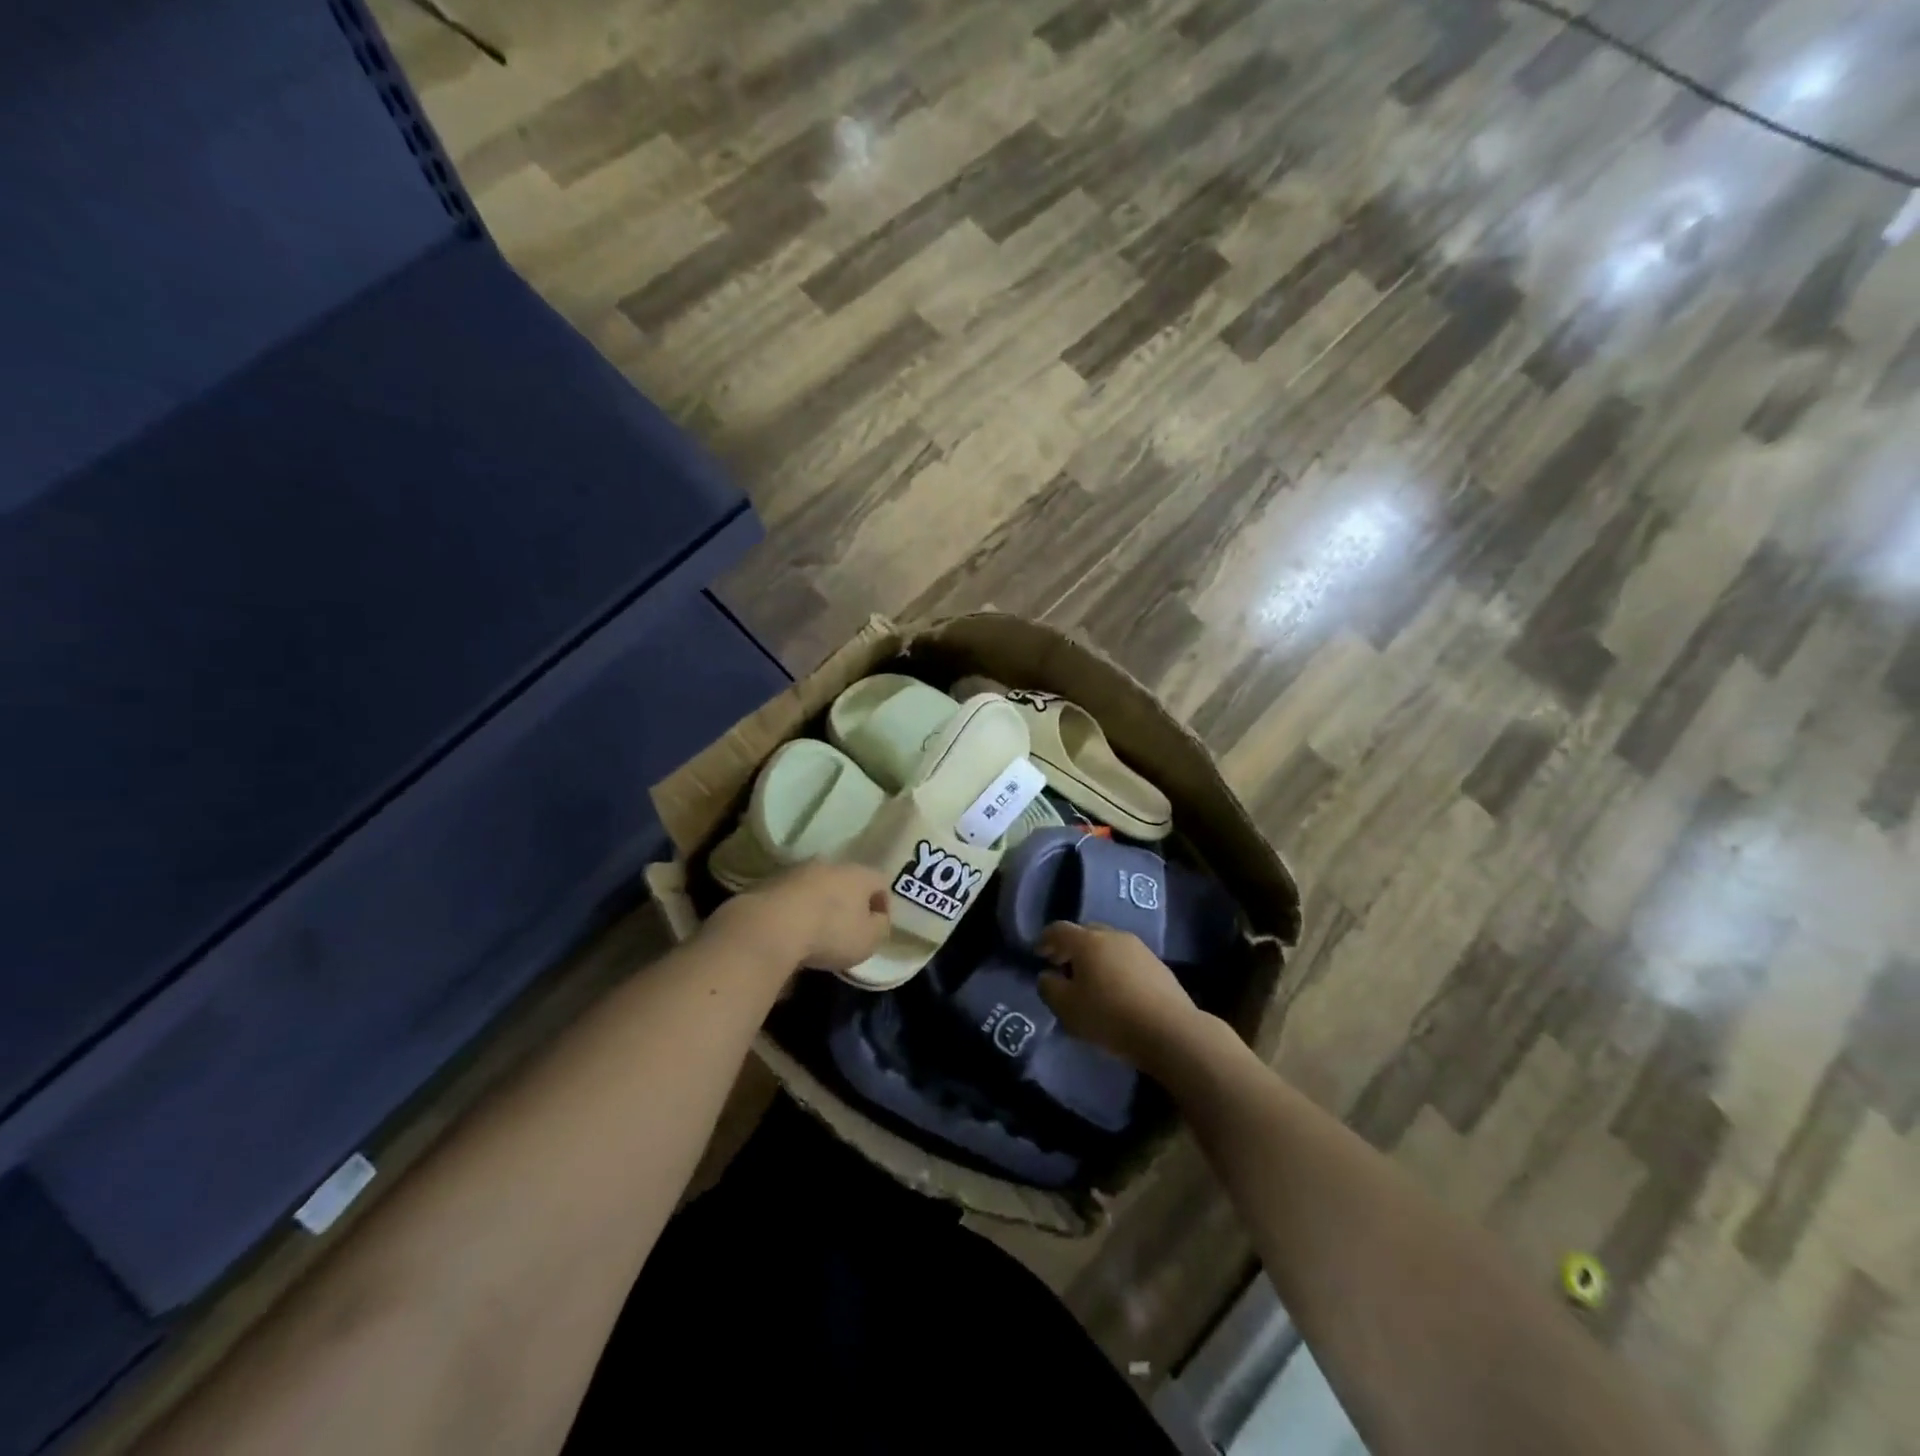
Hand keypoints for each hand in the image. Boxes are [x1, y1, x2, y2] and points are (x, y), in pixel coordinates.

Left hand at [713, 861, 890, 975]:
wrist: (769, 927)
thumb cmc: (830, 933)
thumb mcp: (868, 939)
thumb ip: (880, 927)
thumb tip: (877, 919)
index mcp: (858, 874)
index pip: (880, 881)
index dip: (883, 903)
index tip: (878, 926)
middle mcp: (829, 865)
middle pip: (847, 881)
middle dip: (849, 903)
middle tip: (847, 929)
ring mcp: (797, 872)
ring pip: (817, 887)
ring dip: (820, 906)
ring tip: (816, 934)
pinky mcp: (769, 884)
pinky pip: (791, 898)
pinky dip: (795, 912)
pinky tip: (791, 933)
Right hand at [1037, 922, 1205, 1071]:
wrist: (1170, 1030)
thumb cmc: (1110, 1016)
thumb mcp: (1067, 1009)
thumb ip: (1050, 988)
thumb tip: (1047, 976)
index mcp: (1088, 941)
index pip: (1059, 929)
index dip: (1045, 939)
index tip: (1039, 954)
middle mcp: (1113, 935)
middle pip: (1086, 932)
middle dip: (1071, 946)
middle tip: (1062, 966)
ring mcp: (1139, 948)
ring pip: (1108, 944)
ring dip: (1095, 956)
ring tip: (1090, 980)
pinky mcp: (1158, 965)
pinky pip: (1127, 958)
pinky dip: (1115, 967)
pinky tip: (1116, 989)